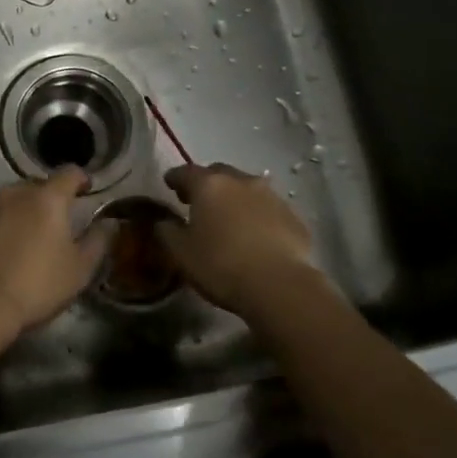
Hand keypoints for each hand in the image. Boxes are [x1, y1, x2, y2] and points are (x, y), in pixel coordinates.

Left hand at [0, 170, 115, 343]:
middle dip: (51, 198)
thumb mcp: (79, 269)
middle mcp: (16, 192)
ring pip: (13, 199)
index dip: (81, 179)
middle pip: (39, 185)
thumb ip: (98, 241)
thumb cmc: (37, 285)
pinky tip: (4, 248)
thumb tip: (109, 223)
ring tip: (29, 236)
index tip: (87, 190)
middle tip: (58, 222)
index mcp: (48, 198)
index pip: (69, 173)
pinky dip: (3, 224)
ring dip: (25, 210)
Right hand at [156, 162, 320, 319]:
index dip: (175, 178)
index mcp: (209, 185)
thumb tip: (164, 221)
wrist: (279, 285)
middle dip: (206, 184)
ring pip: (246, 188)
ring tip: (228, 218)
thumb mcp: (181, 253)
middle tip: (198, 201)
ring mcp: (271, 196)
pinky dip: (257, 215)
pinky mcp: (293, 216)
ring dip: (234, 198)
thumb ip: (167, 231)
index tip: (169, 184)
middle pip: (218, 174)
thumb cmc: (221, 265)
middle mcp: (241, 181)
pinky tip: (256, 235)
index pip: (186, 172)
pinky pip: (268, 208)